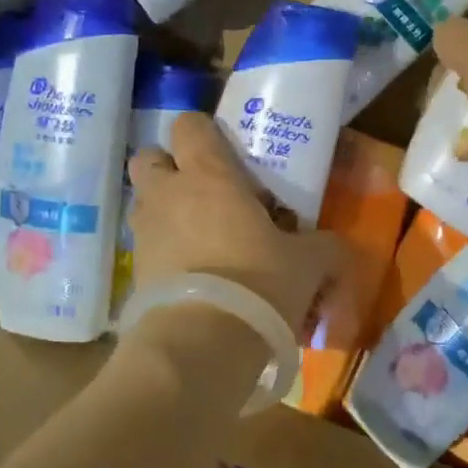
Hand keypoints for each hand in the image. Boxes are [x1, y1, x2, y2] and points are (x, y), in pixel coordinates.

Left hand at [127, 112, 344, 336]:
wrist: (202, 343)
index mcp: (208, 175)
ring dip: (164, 209)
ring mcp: (145, 232)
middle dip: (169, 167)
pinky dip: (162, 251)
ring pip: (143, 202)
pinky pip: (145, 246)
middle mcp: (167, 194)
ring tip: (198, 235)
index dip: (204, 132)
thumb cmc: (258, 282)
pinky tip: (191, 274)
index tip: (226, 152)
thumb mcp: (308, 263)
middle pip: (149, 157)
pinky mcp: (134, 271)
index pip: (189, 124)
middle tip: (202, 190)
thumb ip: (323, 246)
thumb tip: (334, 246)